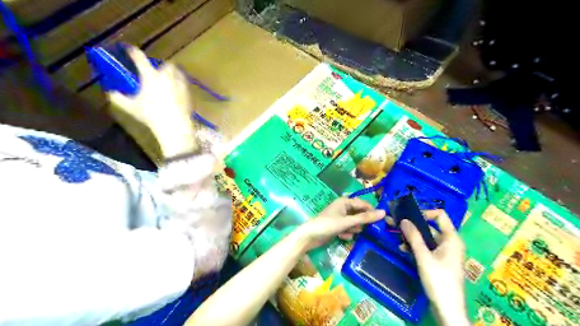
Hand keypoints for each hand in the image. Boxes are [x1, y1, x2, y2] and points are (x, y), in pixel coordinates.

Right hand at [106, 45, 197, 158]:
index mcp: (151, 76)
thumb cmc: (151, 115)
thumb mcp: (132, 107)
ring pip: (178, 73)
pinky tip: (178, 92)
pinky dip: (180, 85)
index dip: (134, 52)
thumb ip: (119, 98)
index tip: (130, 49)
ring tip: (169, 80)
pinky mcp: (189, 93)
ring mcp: (180, 84)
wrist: (175, 125)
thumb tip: (111, 92)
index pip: (140, 59)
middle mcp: (167, 76)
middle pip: (166, 64)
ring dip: (173, 73)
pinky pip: (185, 84)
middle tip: (157, 71)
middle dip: (162, 66)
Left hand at [299, 198, 384, 249]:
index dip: (372, 211)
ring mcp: (340, 217)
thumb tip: (384, 212)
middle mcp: (343, 207)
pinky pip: (348, 229)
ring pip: (354, 223)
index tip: (382, 221)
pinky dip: (347, 233)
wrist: (310, 236)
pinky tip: (342, 237)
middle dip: (361, 223)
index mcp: (345, 201)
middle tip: (364, 229)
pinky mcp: (337, 226)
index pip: (363, 204)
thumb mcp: (347, 222)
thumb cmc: (328, 225)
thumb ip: (365, 218)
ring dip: (353, 229)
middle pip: (359, 214)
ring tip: (347, 233)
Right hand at [397, 210, 466, 323]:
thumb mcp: (423, 257)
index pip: (440, 215)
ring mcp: (444, 253)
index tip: (408, 216)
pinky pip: (426, 248)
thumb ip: (413, 237)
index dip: (424, 212)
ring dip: (411, 236)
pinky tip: (402, 249)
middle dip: (412, 225)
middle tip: (393, 222)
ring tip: (395, 235)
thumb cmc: (438, 280)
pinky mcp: (438, 261)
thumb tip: (403, 219)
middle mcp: (449, 242)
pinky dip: (415, 247)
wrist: (447, 309)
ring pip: (426, 238)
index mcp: (451, 238)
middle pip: (430, 227)